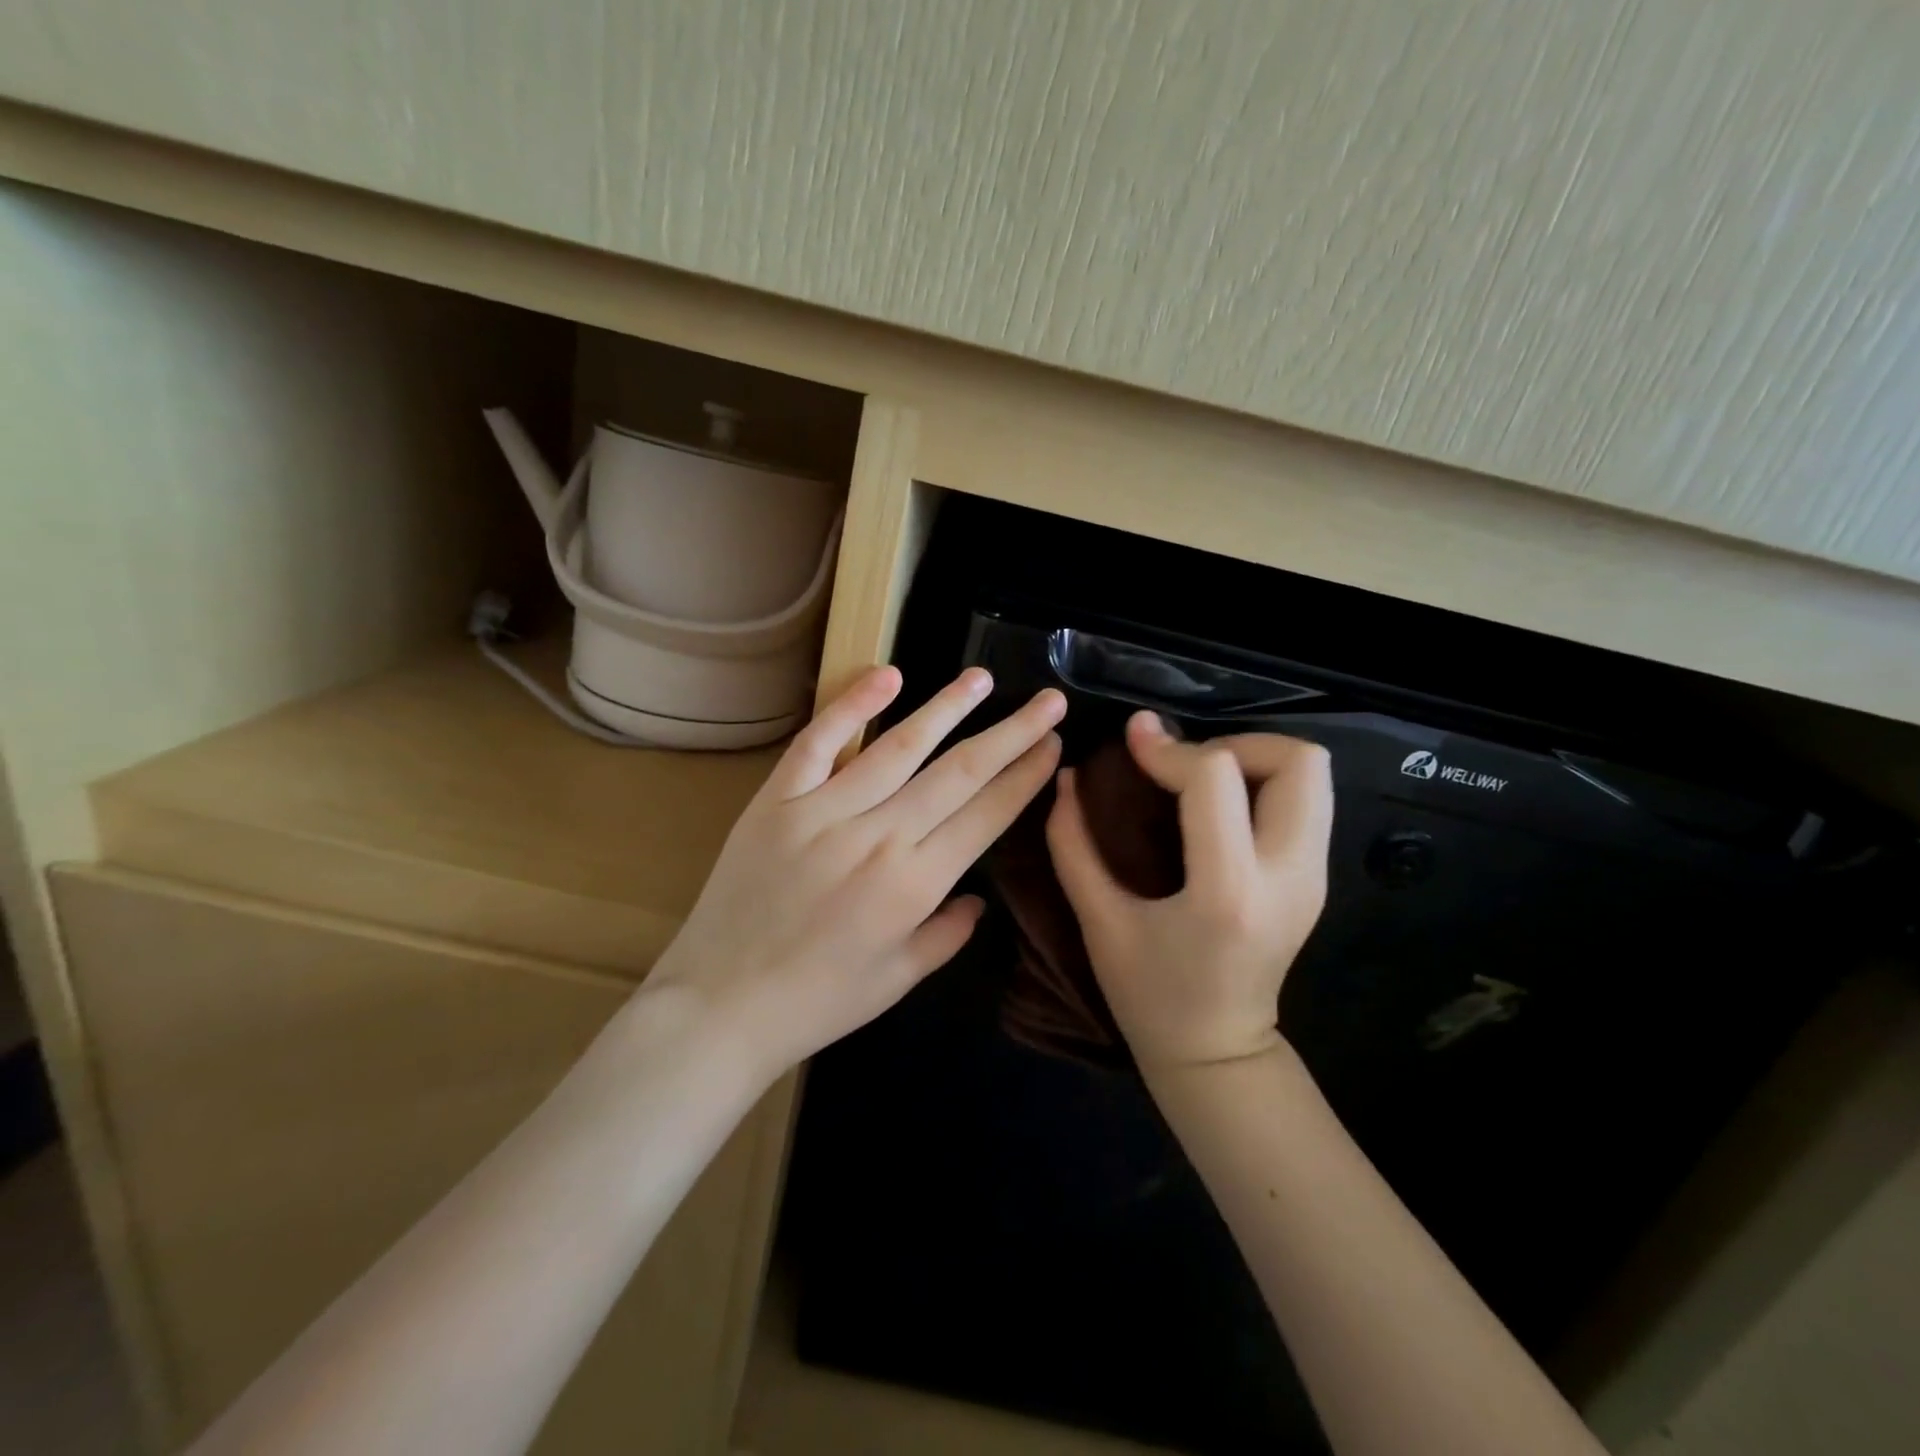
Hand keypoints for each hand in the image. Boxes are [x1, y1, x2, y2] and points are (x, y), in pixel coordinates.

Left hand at [647, 665, 1064, 1084]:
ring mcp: (824, 811)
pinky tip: (888, 675)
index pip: (986, 814)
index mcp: (915, 884)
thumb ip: (947, 935)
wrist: (720, 1004)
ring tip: (982, 678)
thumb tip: (978, 899)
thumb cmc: (818, 1002)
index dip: (1025, 776)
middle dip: (1011, 733)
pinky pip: (819, 742)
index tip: (1053, 744)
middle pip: (959, 772)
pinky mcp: (778, 800)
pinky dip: (852, 705)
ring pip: (899, 746)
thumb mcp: (898, 980)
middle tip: (1048, 700)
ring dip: (947, 707)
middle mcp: (878, 836)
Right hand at [1046, 712, 1332, 1072]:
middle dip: (1234, 743)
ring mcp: (1313, 877)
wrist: (1218, 1054)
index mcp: (1228, 891)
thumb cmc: (1149, 996)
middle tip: (1185, 766)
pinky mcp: (1317, 878)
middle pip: (1296, 761)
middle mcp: (1287, 875)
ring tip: (1201, 782)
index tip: (1134, 740)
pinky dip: (1264, 783)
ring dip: (1254, 759)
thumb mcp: (1098, 922)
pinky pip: (1307, 799)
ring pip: (1312, 774)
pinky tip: (1219, 809)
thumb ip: (1073, 844)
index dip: (1169, 748)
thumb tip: (1068, 777)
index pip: (1216, 778)